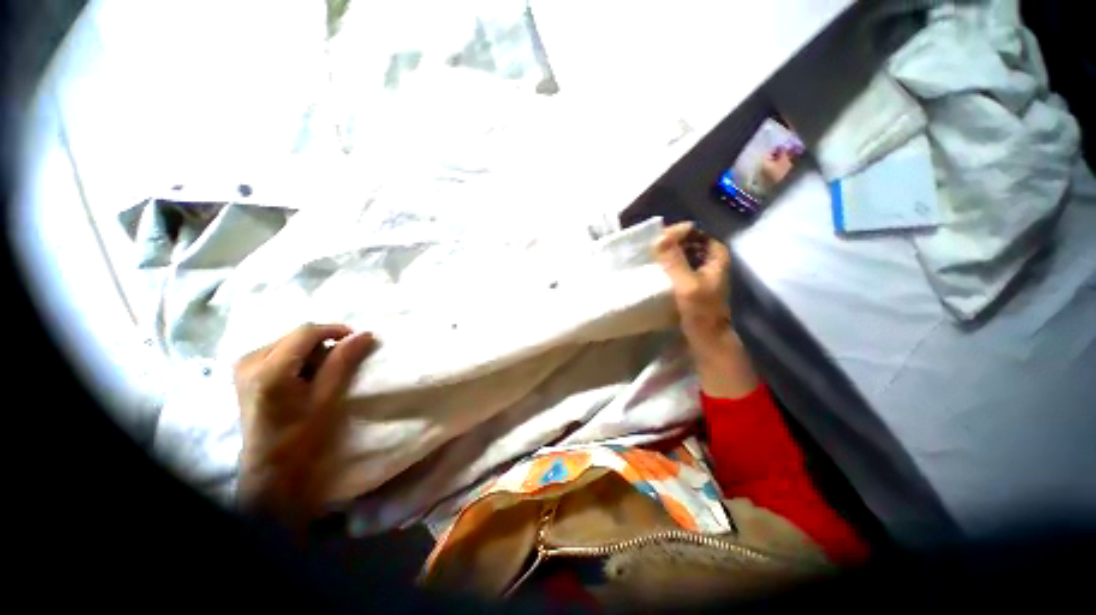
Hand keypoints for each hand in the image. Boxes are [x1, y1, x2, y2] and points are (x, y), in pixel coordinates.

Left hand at [234, 324, 375, 525]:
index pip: (306, 332)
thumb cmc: (301, 434)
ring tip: (320, 375)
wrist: (270, 464)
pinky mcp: (244, 371)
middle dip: (322, 345)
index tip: (357, 339)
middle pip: (297, 336)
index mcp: (269, 369)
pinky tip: (303, 378)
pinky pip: (279, 351)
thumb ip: (343, 361)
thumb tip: (365, 334)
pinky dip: (298, 358)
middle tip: (338, 365)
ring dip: (311, 352)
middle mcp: (250, 360)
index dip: (335, 330)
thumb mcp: (326, 396)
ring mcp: (244, 365)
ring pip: (289, 342)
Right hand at [654, 222, 732, 345]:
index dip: (677, 232)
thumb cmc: (701, 311)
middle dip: (670, 243)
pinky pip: (678, 267)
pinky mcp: (691, 283)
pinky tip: (655, 270)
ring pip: (682, 255)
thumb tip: (659, 237)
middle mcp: (710, 259)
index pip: (695, 232)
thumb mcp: (687, 284)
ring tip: (649, 257)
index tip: (658, 239)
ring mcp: (701, 272)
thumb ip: (674, 260)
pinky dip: (667, 266)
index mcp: (716, 255)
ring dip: (667, 254)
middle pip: (688, 242)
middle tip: (650, 248)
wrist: (707, 338)